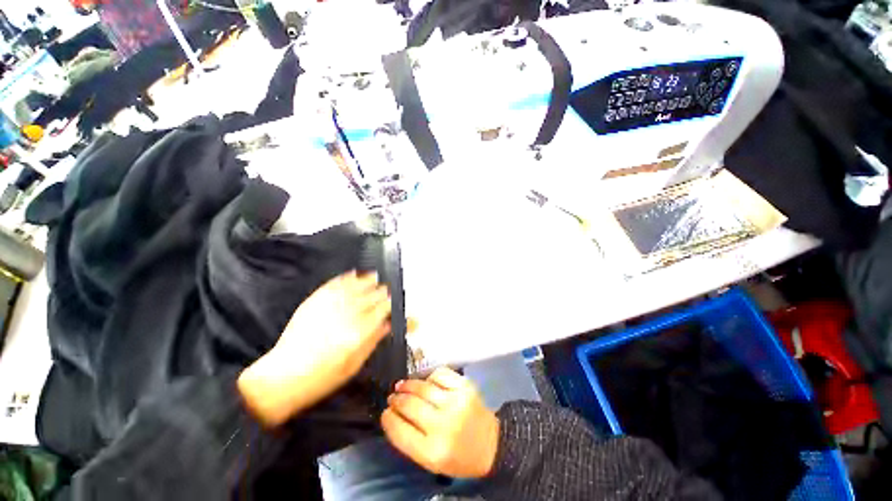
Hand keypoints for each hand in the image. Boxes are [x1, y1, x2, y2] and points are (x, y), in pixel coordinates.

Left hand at [238, 271, 390, 426]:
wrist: (283, 377)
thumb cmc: (323, 377)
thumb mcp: (355, 364)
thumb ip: (374, 340)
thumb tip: (389, 324)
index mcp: (361, 330)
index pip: (384, 308)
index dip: (392, 304)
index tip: (394, 304)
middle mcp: (348, 313)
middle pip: (373, 294)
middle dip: (382, 293)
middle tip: (386, 293)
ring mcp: (331, 305)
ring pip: (357, 285)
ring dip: (368, 281)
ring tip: (375, 277)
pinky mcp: (315, 301)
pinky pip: (336, 283)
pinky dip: (347, 278)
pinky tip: (354, 275)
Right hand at [381, 367, 499, 478]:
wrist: (491, 444)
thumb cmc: (458, 456)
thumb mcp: (430, 460)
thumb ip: (409, 440)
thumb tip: (392, 414)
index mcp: (432, 451)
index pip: (399, 430)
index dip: (388, 418)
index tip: (385, 412)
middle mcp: (443, 425)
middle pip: (409, 405)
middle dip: (396, 399)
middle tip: (392, 397)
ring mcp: (456, 402)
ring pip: (422, 386)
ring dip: (408, 385)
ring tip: (402, 386)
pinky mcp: (465, 386)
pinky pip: (440, 374)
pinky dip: (429, 377)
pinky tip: (426, 382)